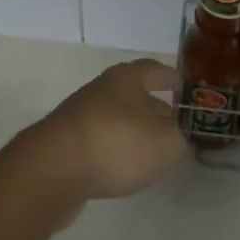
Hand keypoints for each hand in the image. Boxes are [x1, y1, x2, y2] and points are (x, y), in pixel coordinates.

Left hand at [14, 59, 187, 210]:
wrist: (52, 170)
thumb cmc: (116, 144)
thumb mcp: (165, 141)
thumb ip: (182, 134)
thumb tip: (184, 128)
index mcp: (126, 78)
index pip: (155, 69)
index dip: (172, 79)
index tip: (187, 90)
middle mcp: (101, 89)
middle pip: (134, 94)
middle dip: (155, 109)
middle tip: (175, 127)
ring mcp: (80, 116)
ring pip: (116, 118)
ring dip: (134, 131)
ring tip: (152, 152)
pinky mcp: (65, 143)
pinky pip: (99, 141)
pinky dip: (114, 150)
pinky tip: (122, 169)